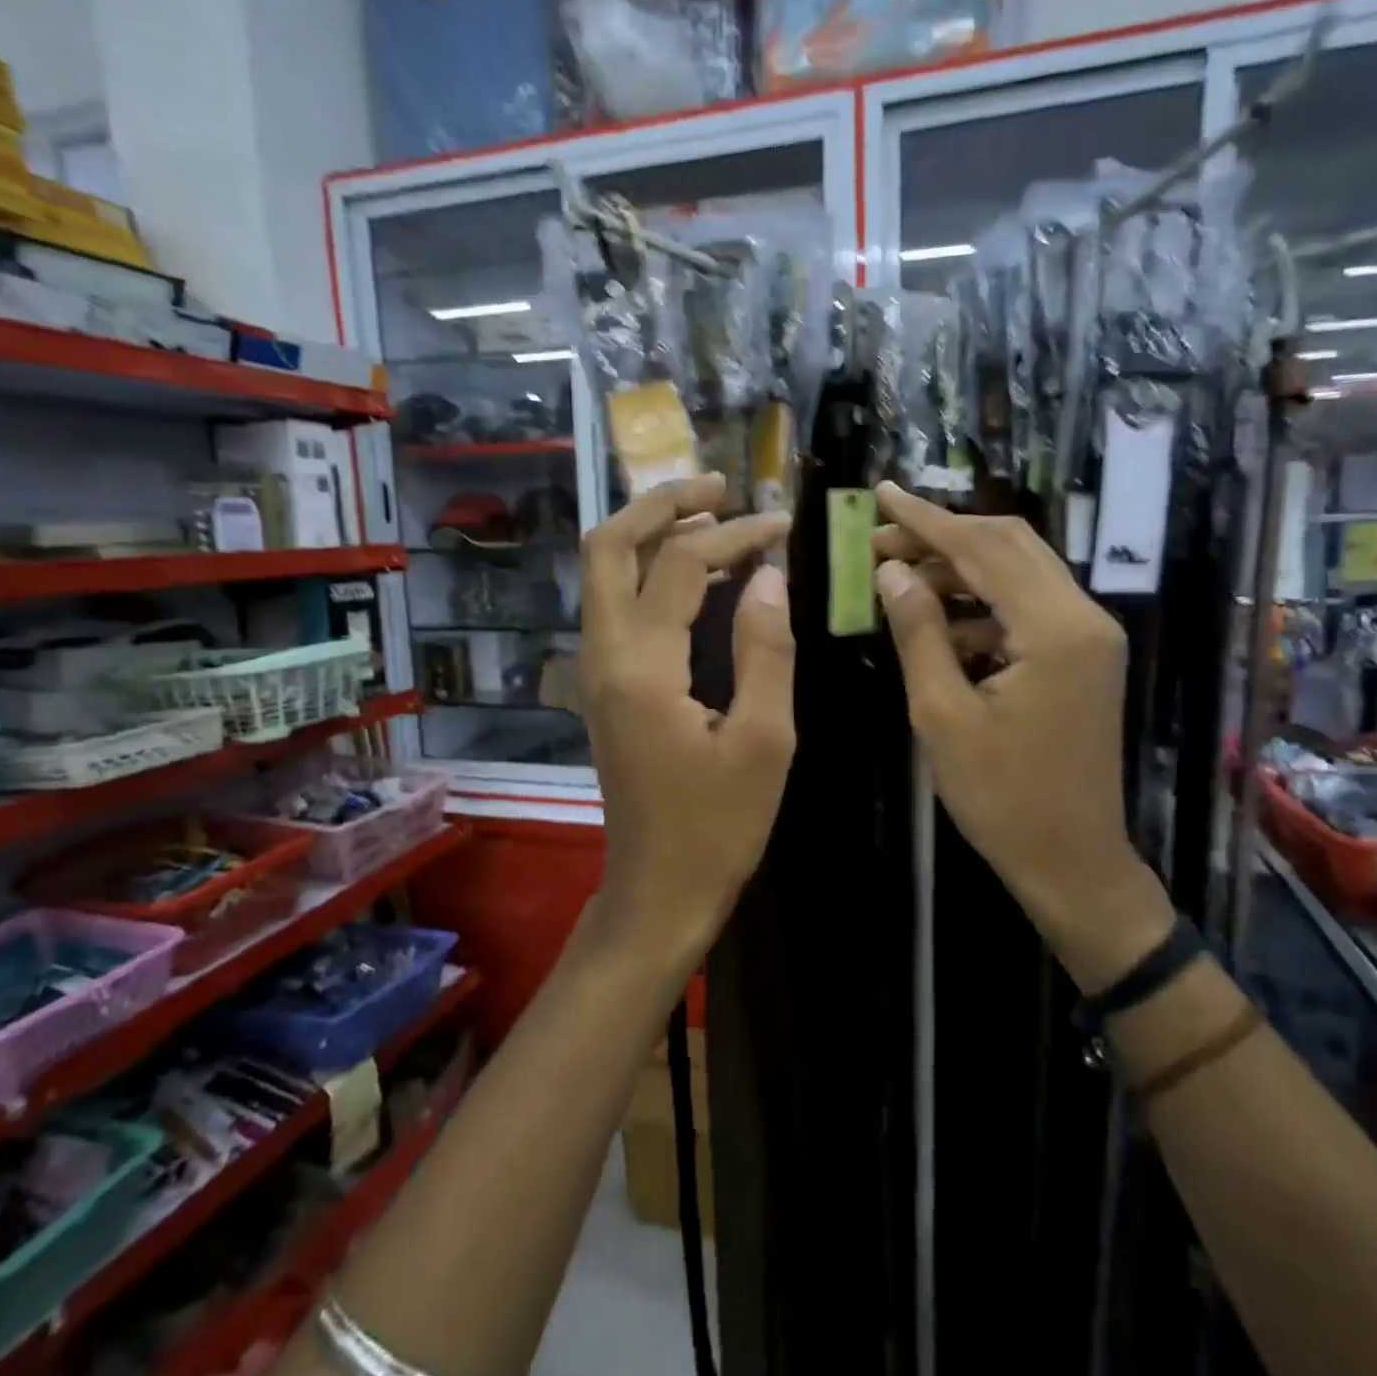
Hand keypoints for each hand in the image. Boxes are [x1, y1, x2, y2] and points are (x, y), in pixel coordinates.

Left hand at [580, 473, 795, 966]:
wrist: (658, 890)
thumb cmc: (718, 826)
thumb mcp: (763, 740)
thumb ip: (765, 650)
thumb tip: (767, 576)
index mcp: (641, 667)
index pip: (679, 564)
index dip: (734, 533)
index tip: (783, 523)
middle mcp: (602, 655)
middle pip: (607, 547)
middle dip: (660, 503)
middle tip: (717, 485)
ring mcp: (593, 671)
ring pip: (602, 573)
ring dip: (649, 533)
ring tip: (712, 516)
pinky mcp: (601, 687)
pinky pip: (614, 605)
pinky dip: (648, 572)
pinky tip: (696, 576)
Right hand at [871, 483, 1171, 992]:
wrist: (1071, 860)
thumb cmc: (1001, 797)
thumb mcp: (942, 715)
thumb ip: (918, 633)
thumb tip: (891, 571)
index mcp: (1055, 628)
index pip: (983, 548)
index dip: (927, 518)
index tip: (882, 494)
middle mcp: (1084, 617)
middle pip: (1009, 545)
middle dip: (942, 536)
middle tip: (881, 541)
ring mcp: (1089, 637)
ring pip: (1019, 573)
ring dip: (959, 570)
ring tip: (899, 581)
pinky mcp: (1082, 657)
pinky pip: (1027, 608)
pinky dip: (980, 606)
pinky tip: (937, 627)